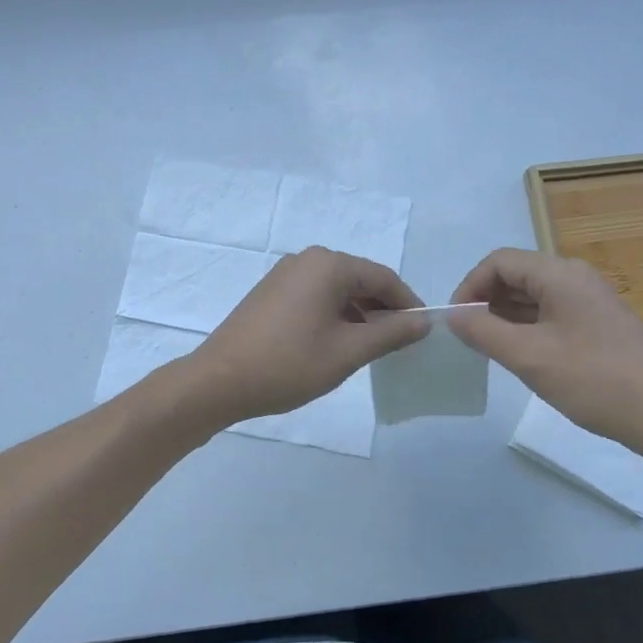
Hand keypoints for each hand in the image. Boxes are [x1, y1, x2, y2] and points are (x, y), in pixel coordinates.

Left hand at [187, 248, 429, 425]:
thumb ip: (390, 333)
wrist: (218, 381)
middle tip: (400, 343)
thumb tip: (423, 321)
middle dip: (383, 309)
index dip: (407, 304)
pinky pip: (315, 296)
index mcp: (328, 265)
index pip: (383, 277)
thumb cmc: (288, 364)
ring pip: (337, 289)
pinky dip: (334, 315)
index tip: (423, 333)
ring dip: (359, 314)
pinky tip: (338, 343)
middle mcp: (307, 260)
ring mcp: (285, 274)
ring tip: (372, 348)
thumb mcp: (348, 351)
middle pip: (360, 279)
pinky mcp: (271, 292)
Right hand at [447, 248, 642, 458]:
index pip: (499, 262)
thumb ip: (483, 331)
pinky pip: (551, 313)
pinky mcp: (598, 323)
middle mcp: (575, 277)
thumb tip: (453, 315)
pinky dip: (527, 327)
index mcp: (559, 274)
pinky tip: (521, 355)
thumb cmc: (593, 380)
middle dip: (485, 301)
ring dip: (505, 316)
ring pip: (532, 295)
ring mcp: (590, 300)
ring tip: (489, 349)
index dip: (470, 286)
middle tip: (468, 338)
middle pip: (516, 275)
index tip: (455, 321)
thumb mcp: (528, 356)